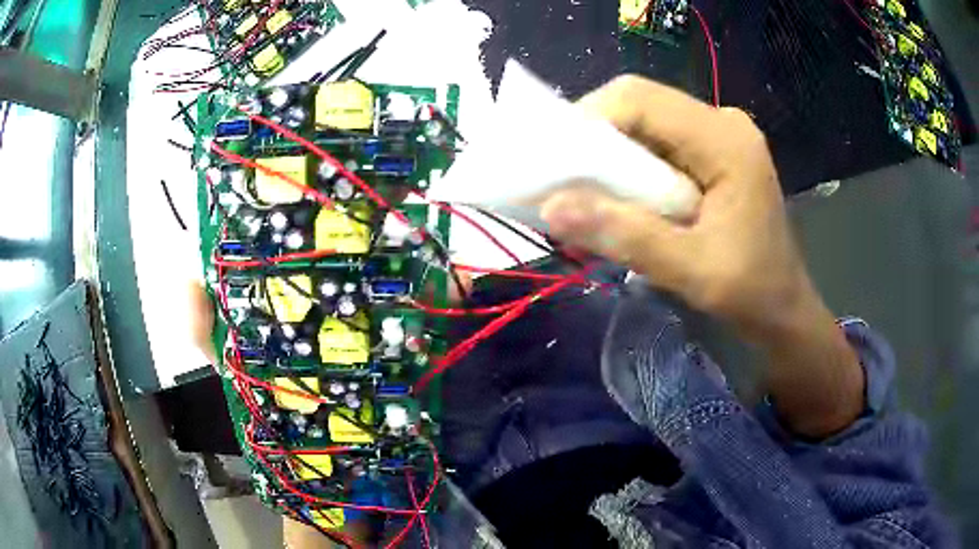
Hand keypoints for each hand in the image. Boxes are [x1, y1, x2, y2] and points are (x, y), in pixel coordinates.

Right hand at [541, 75, 805, 339]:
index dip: (589, 121)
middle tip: (565, 183)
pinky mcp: (712, 152)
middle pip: (639, 105)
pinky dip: (629, 165)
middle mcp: (721, 123)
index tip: (556, 165)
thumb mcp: (691, 270)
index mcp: (726, 139)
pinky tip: (619, 197)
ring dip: (609, 154)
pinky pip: (657, 142)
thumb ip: (626, 235)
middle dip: (594, 138)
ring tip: (586, 194)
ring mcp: (718, 135)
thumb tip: (551, 208)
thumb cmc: (751, 293)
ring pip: (644, 122)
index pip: (640, 99)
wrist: (783, 308)